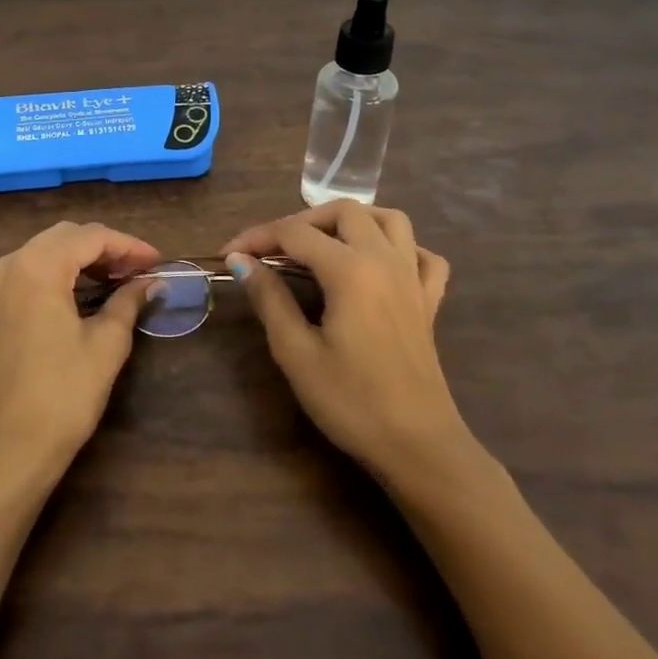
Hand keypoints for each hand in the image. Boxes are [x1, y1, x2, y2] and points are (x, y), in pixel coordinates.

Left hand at [0, 220, 160, 487]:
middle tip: (142, 270)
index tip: (158, 261)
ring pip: (48, 250)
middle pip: (66, 237)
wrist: (9, 447)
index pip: (90, 237)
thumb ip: (128, 301)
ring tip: (122, 279)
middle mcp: (10, 263)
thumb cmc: (63, 395)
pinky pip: (32, 269)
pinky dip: (63, 272)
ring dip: (85, 258)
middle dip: (106, 248)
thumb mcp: (105, 344)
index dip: (128, 245)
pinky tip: (90, 289)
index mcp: (37, 266)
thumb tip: (151, 281)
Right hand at [221, 202, 470, 482]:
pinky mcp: (428, 302)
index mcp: (350, 270)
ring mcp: (413, 279)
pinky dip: (400, 248)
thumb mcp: (296, 352)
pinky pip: (422, 256)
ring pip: (390, 220)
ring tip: (323, 244)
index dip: (256, 237)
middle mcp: (385, 261)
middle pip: (344, 211)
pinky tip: (379, 266)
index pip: (294, 233)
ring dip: (353, 221)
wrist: (417, 447)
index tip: (228, 255)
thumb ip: (269, 299)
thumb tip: (242, 261)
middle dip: (302, 221)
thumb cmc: (350, 402)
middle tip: (273, 250)